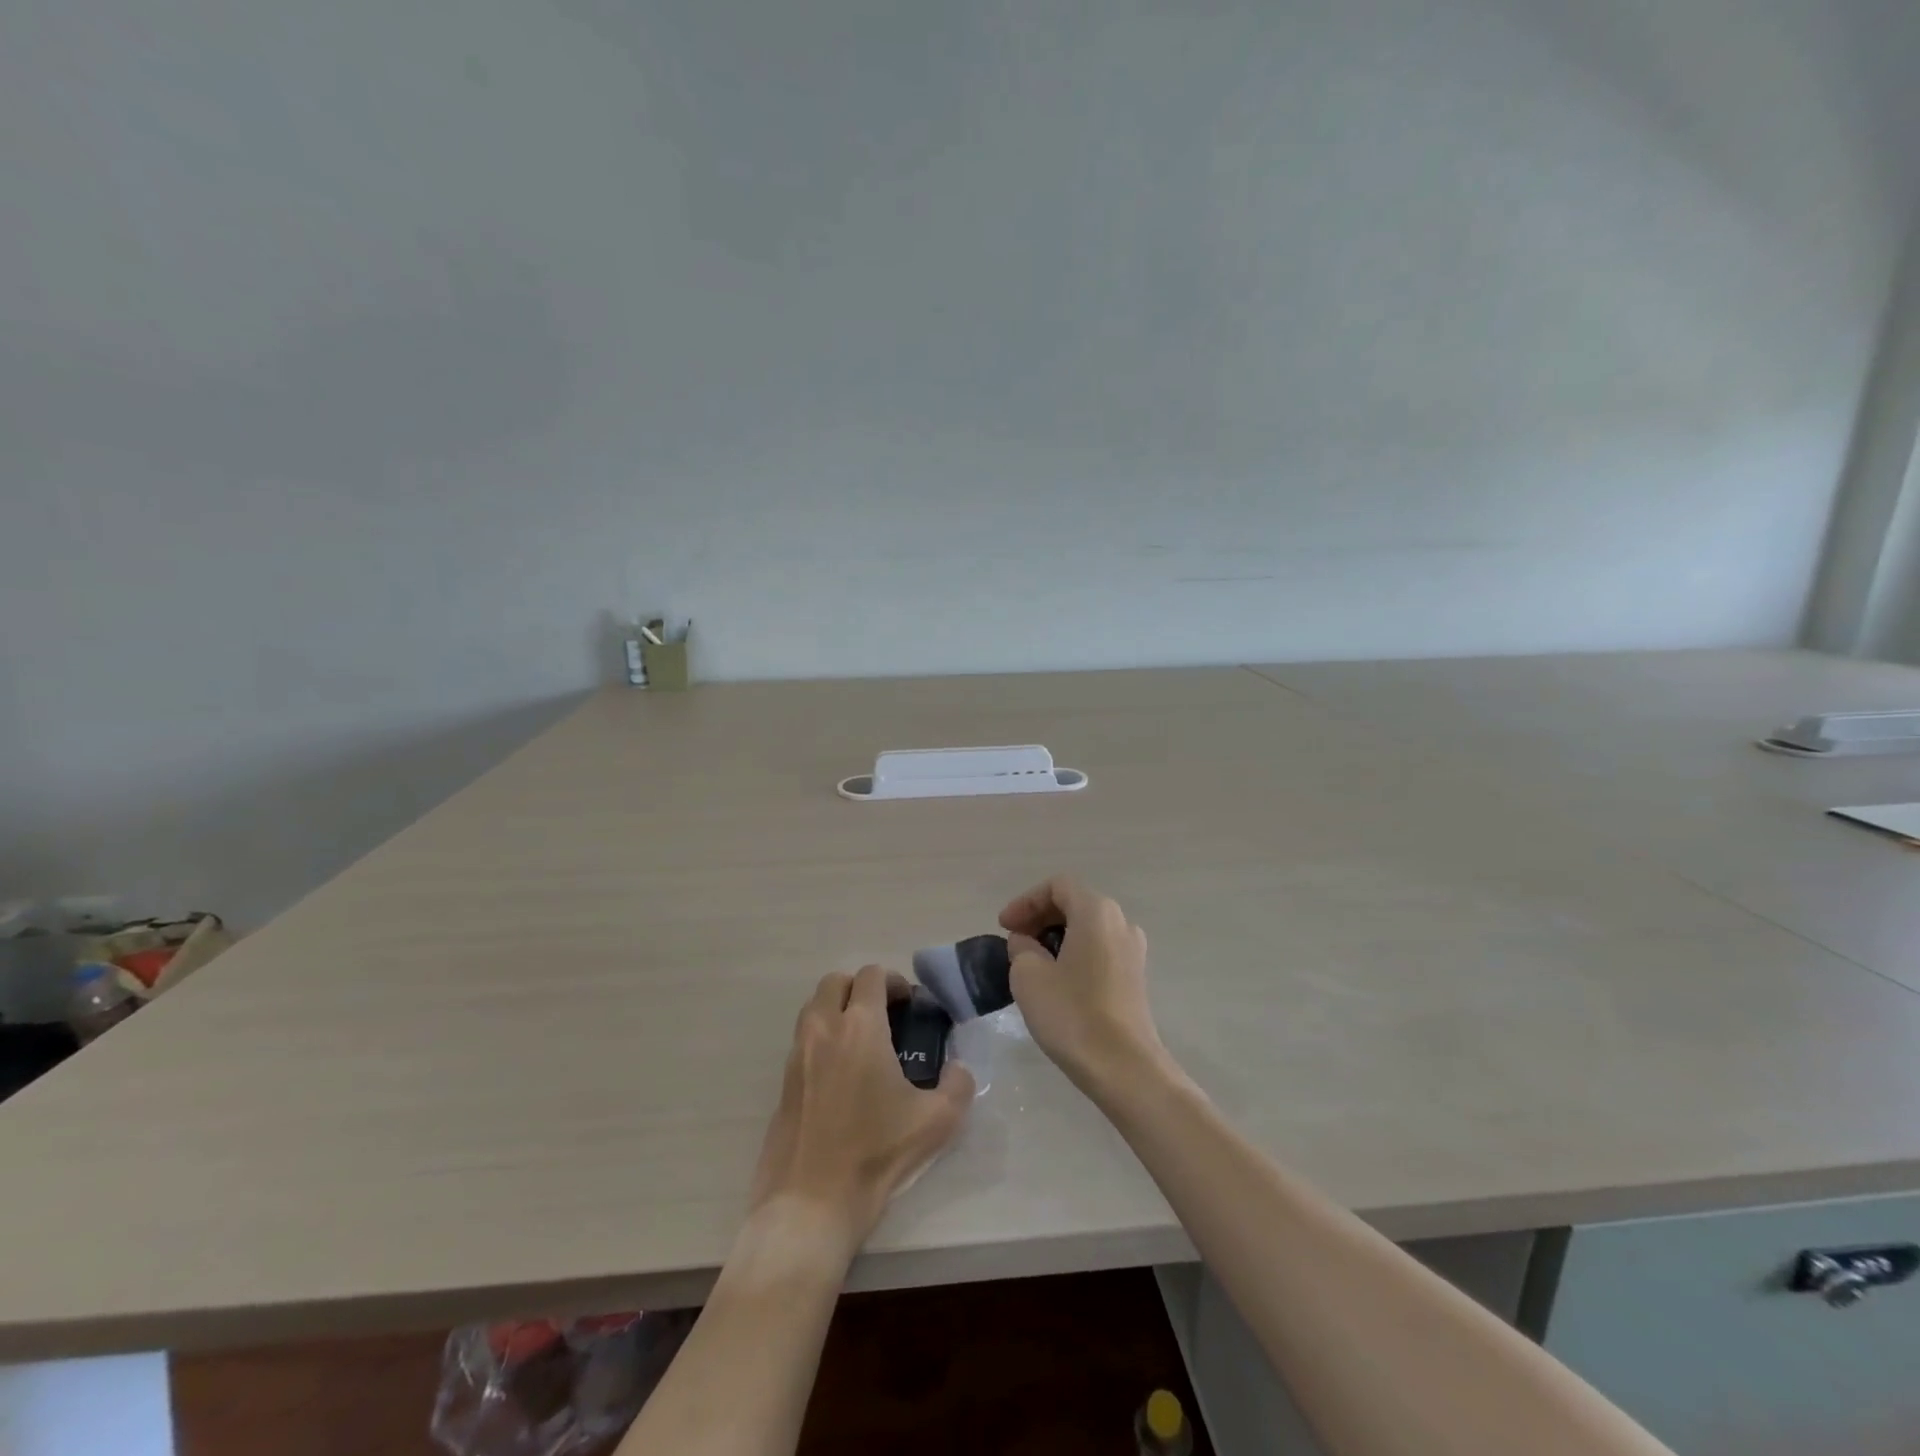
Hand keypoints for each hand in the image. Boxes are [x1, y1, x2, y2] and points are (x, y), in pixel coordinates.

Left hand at [749, 965, 974, 1250]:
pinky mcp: (783, 1081)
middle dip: (861, 988)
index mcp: (860, 1027)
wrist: (810, 1203)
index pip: (871, 976)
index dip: (894, 981)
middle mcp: (823, 1029)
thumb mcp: (936, 1122)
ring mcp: (797, 1054)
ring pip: (814, 1007)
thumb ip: (958, 1085)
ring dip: (838, 1009)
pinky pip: (803, 1039)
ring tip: (863, 1042)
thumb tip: (958, 1069)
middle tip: (885, 1015)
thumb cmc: (875, 1154)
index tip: (910, 1004)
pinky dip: (823, 1038)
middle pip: (836, 981)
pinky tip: (842, 1074)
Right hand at [1000, 875, 1168, 1098]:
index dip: (1025, 901)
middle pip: (1074, 903)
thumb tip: (1027, 944)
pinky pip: (1099, 949)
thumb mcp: (1028, 975)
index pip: (1057, 886)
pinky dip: (1074, 953)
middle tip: (1013, 941)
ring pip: (1087, 928)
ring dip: (1056, 936)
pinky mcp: (1135, 977)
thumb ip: (1021, 947)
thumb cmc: (1072, 1014)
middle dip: (1039, 916)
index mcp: (1096, 911)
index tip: (1004, 927)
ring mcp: (1132, 950)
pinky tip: (1056, 980)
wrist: (1124, 1068)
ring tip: (1031, 962)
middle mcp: (1120, 922)